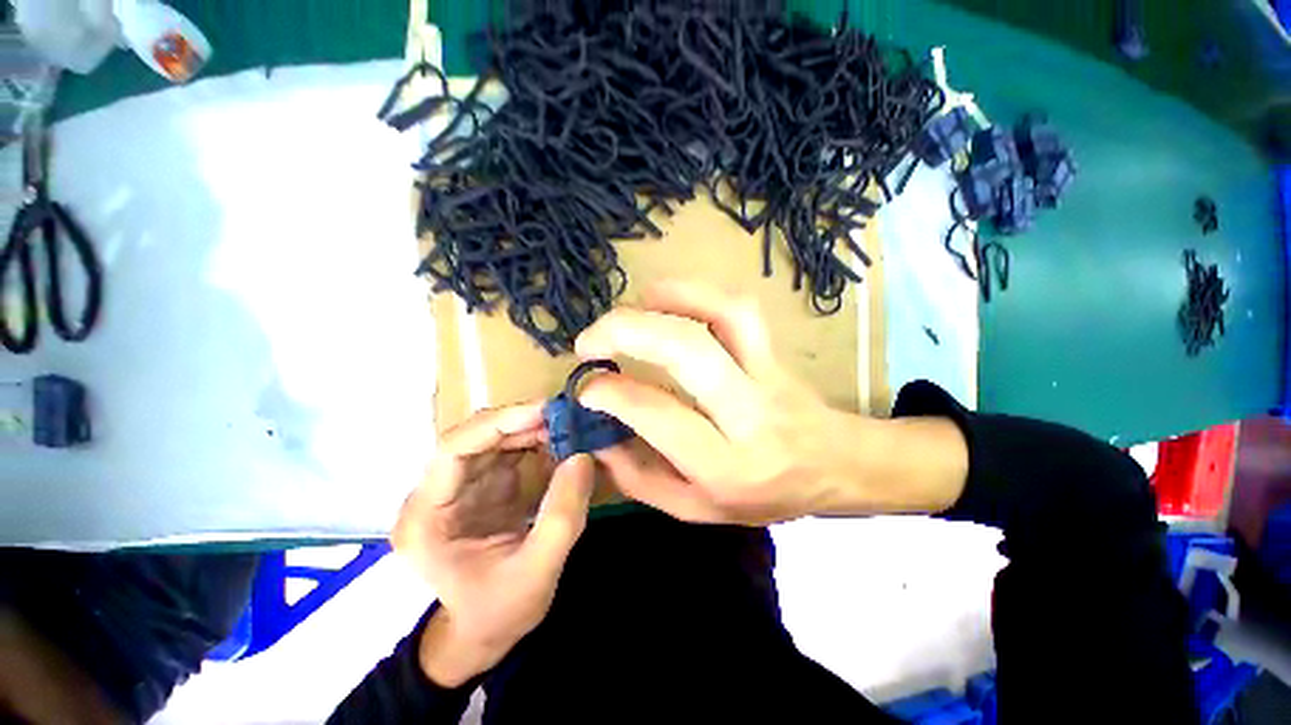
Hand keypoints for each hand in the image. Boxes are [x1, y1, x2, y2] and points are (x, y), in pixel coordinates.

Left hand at [393, 403, 594, 686]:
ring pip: (492, 440)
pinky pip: (508, 453)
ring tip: (568, 427)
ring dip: (531, 430)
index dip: (498, 423)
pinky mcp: (482, 488)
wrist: (486, 633)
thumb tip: (582, 456)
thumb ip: (562, 516)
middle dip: (520, 423)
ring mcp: (459, 489)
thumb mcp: (537, 571)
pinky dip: (536, 443)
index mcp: (427, 517)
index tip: (543, 411)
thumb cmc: (500, 612)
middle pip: (474, 438)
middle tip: (565, 416)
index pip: (453, 450)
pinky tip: (561, 443)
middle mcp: (435, 494)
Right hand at [575, 280, 966, 524]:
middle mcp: (749, 413)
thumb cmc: (763, 495)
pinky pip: (736, 307)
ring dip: (664, 300)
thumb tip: (597, 437)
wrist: (833, 466)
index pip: (659, 413)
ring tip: (626, 309)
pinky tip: (661, 299)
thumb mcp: (695, 509)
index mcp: (726, 465)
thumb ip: (639, 478)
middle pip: (688, 351)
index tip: (586, 386)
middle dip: (626, 332)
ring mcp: (767, 372)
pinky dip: (693, 292)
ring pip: (721, 315)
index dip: (612, 393)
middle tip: (588, 341)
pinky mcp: (773, 349)